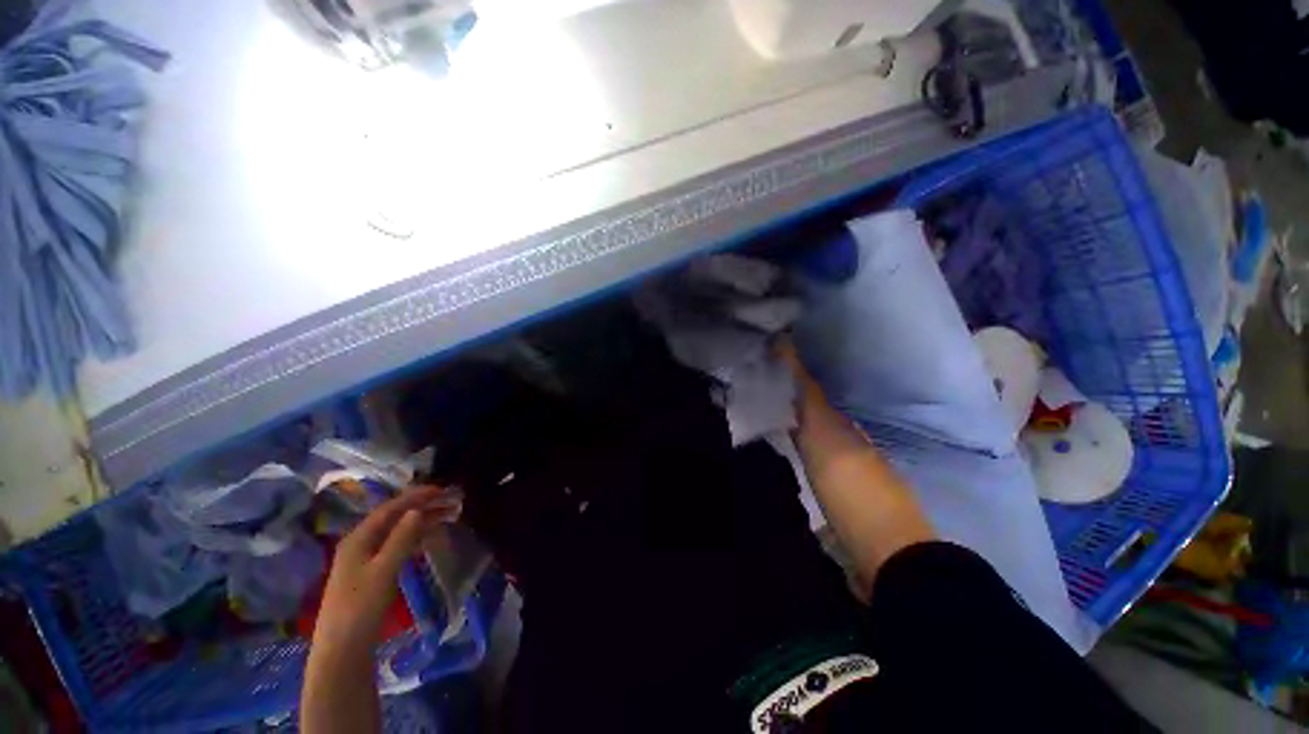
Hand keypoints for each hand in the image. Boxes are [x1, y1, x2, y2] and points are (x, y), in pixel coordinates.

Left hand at [312, 485, 461, 652]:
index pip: (390, 508)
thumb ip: (401, 538)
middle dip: (422, 507)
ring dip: (422, 521)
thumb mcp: (384, 570)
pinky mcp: (371, 574)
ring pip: (397, 531)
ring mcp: (364, 560)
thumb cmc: (361, 608)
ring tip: (448, 515)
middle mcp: (360, 544)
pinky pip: (397, 545)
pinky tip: (429, 537)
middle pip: (394, 518)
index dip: (416, 496)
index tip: (442, 489)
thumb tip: (418, 510)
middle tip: (451, 501)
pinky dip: (415, 537)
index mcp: (358, 539)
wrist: (342, 651)